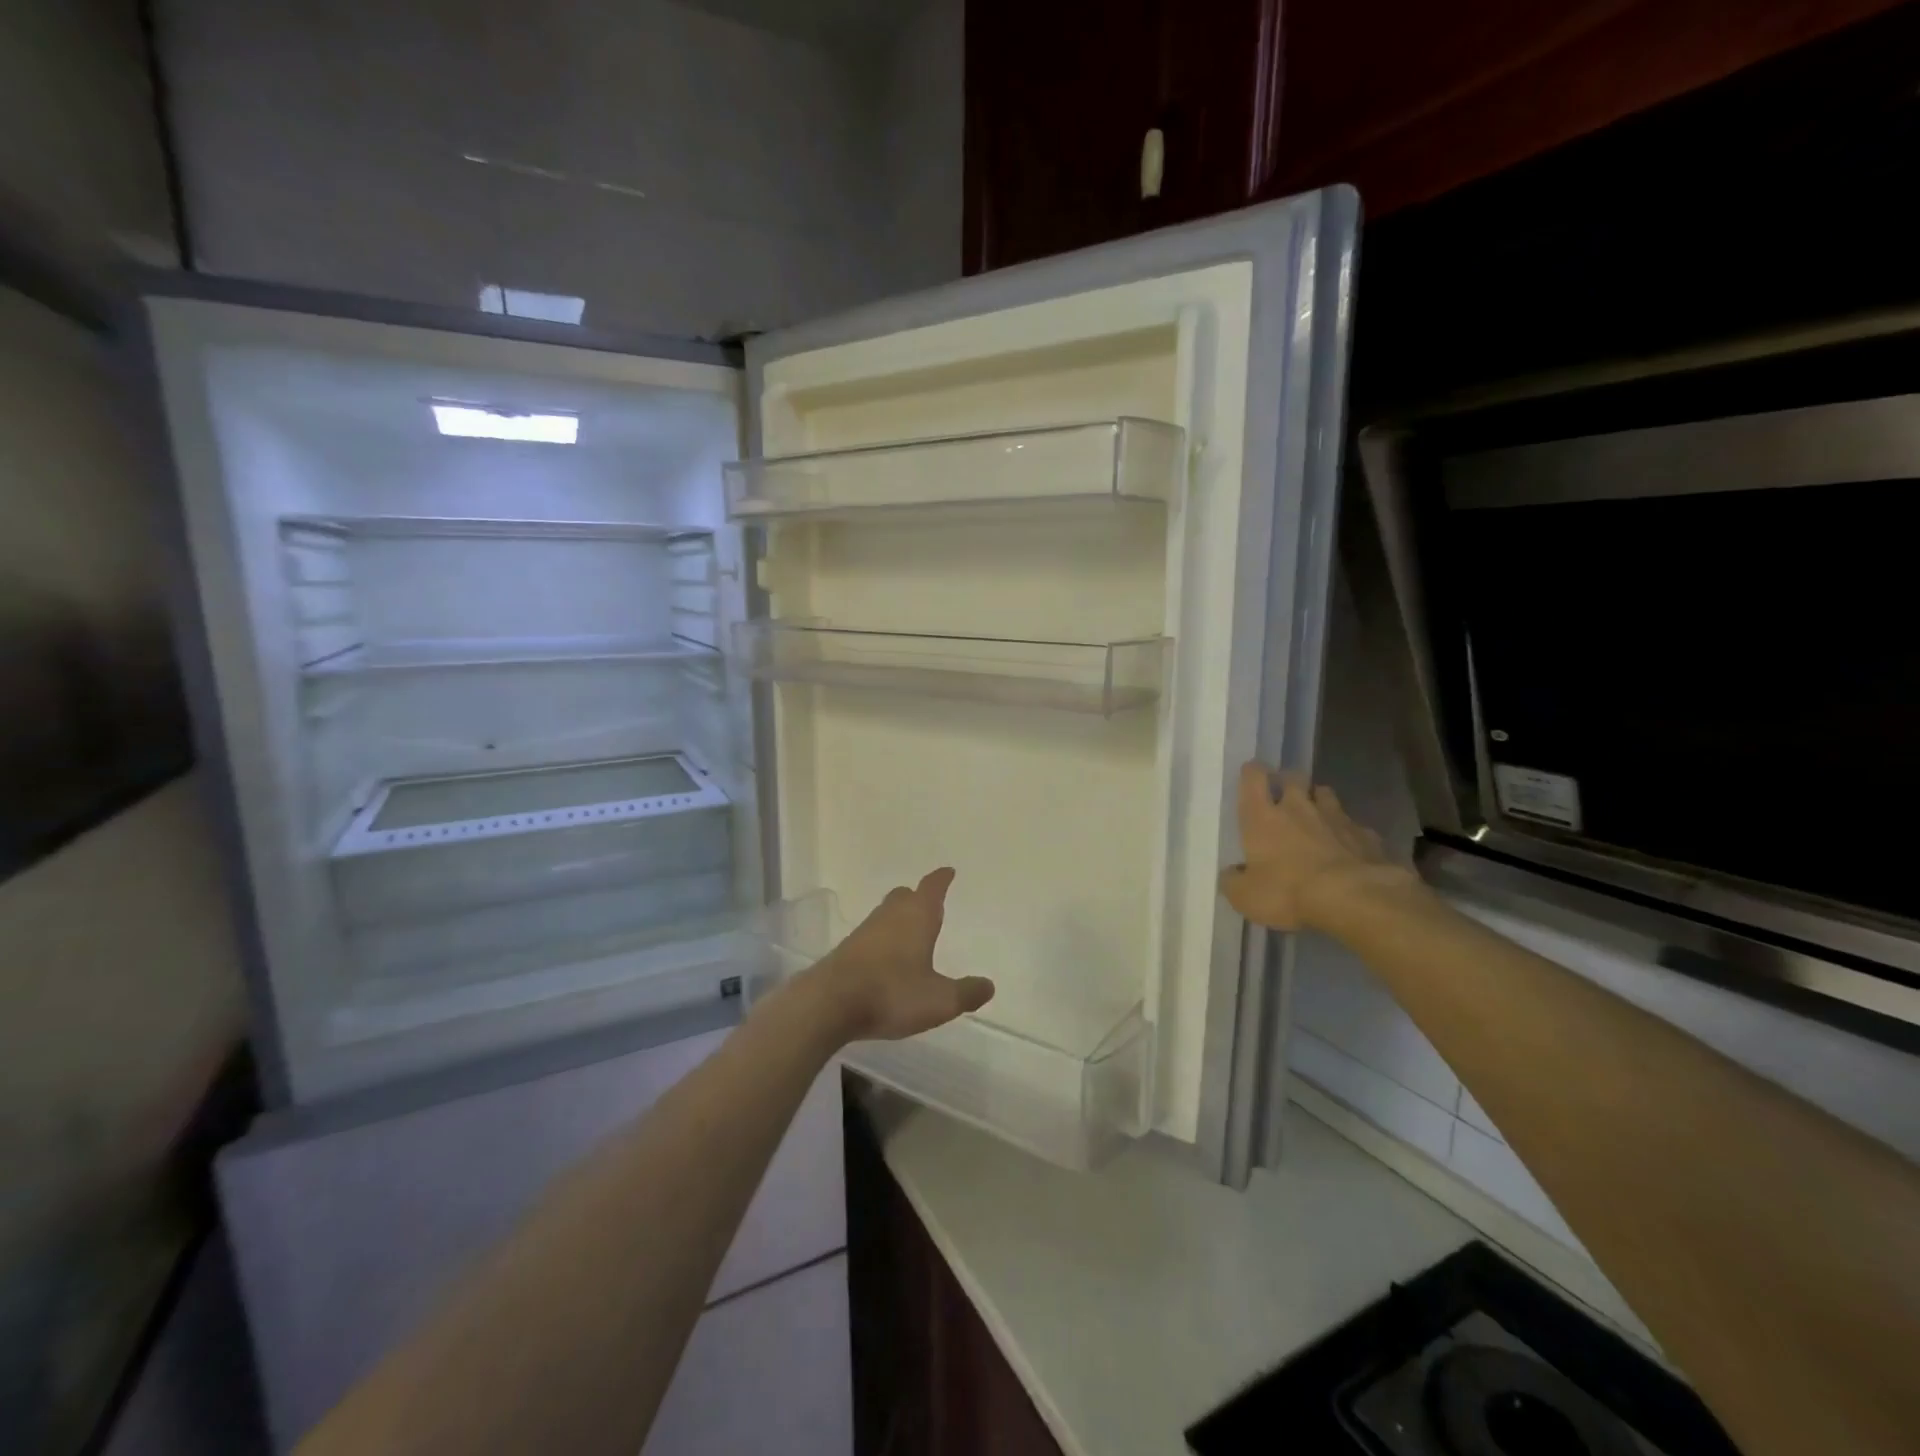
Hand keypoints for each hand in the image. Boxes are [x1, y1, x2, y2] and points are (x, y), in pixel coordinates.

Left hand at [801, 868, 994, 1041]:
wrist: (829, 1003)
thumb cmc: (892, 993)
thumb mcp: (939, 1000)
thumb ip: (966, 992)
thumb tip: (988, 985)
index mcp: (917, 917)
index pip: (932, 888)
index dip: (942, 879)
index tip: (948, 871)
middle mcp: (890, 916)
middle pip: (905, 896)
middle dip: (917, 897)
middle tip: (929, 902)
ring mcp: (864, 931)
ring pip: (886, 914)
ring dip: (898, 919)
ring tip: (910, 932)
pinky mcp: (847, 950)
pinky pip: (871, 935)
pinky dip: (883, 939)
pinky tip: (886, 959)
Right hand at [1219, 763, 1411, 930]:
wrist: (1355, 899)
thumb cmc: (1289, 892)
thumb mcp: (1246, 896)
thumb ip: (1233, 881)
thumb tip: (1231, 874)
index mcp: (1263, 818)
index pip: (1253, 778)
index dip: (1252, 772)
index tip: (1251, 773)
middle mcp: (1298, 809)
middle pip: (1293, 778)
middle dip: (1288, 781)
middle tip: (1284, 793)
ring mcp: (1336, 819)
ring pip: (1326, 795)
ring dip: (1319, 800)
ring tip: (1316, 814)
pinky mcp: (1366, 836)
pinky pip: (1354, 826)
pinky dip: (1348, 832)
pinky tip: (1348, 847)